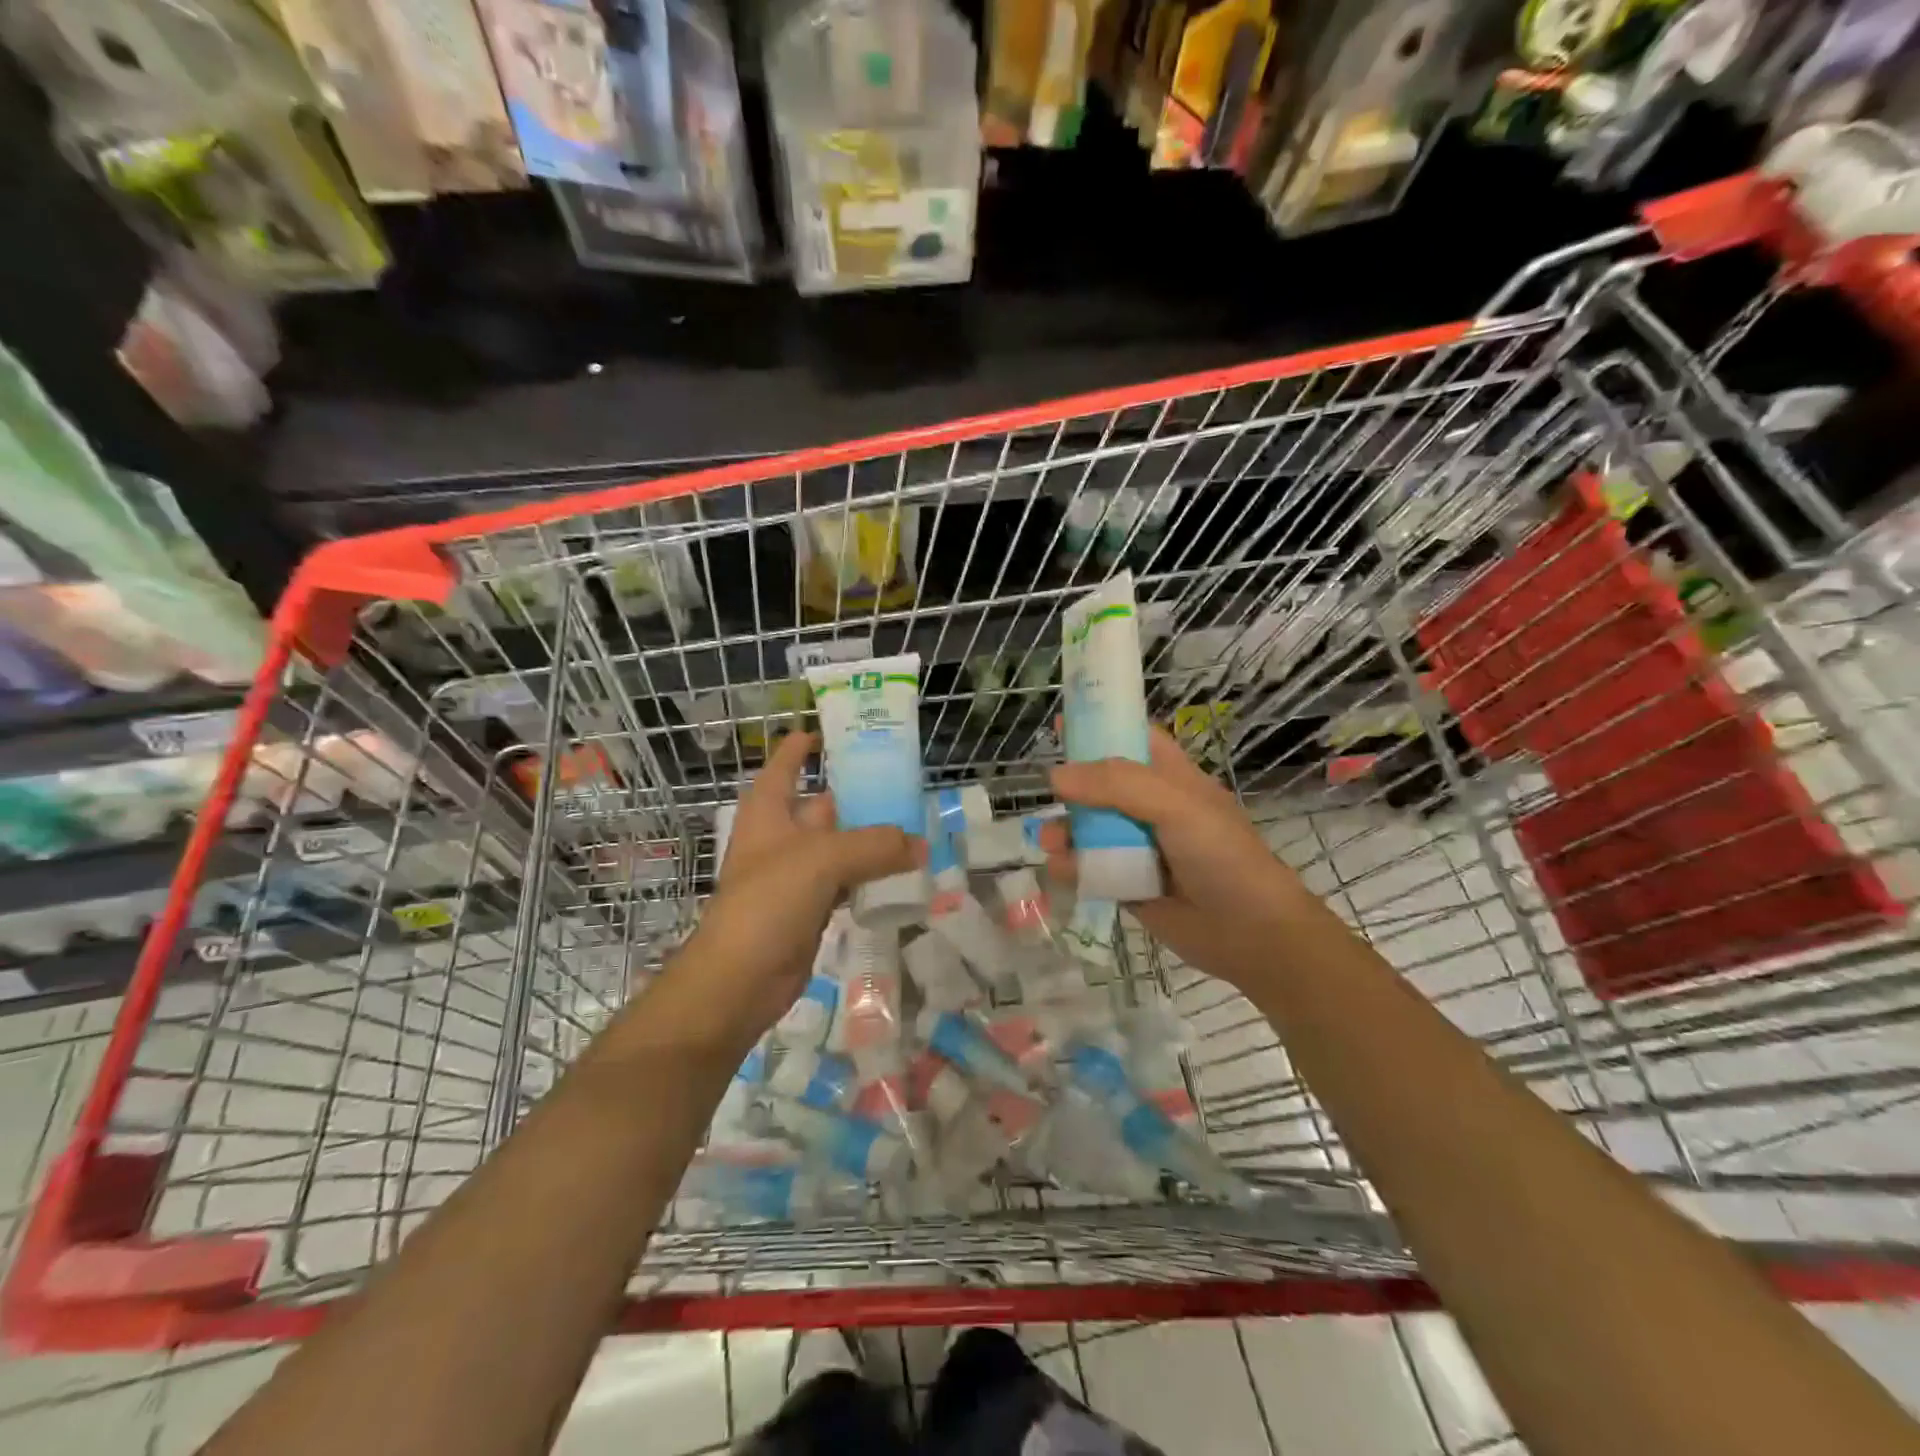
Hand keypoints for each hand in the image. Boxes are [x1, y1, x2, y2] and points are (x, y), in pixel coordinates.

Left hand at [674, 732, 920, 1045]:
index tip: (830, 730)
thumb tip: (921, 845)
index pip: (785, 765)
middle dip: (856, 795)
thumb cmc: (768, 902)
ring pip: (839, 846)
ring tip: (913, 824)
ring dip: (870, 839)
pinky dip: (870, 876)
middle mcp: (781, 838)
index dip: (802, 745)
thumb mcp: (822, 860)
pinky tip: (900, 873)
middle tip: (902, 782)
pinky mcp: (810, 909)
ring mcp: (795, 875)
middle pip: (822, 805)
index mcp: (769, 811)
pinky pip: (846, 882)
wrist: (739, 980)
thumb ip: (875, 846)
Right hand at [1040, 725, 1319, 988]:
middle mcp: (1151, 808)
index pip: (1132, 739)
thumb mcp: (1176, 806)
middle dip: (1071, 789)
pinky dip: (1071, 867)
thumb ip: (1117, 785)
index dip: (1099, 728)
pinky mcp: (1127, 885)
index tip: (1060, 724)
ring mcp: (1138, 848)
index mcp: (1171, 778)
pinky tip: (1062, 870)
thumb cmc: (1222, 856)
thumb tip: (1056, 777)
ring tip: (1050, 843)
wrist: (1251, 934)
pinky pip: (1089, 869)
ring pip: (1088, 830)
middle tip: (1049, 795)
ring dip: (1064, 831)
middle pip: (1100, 786)